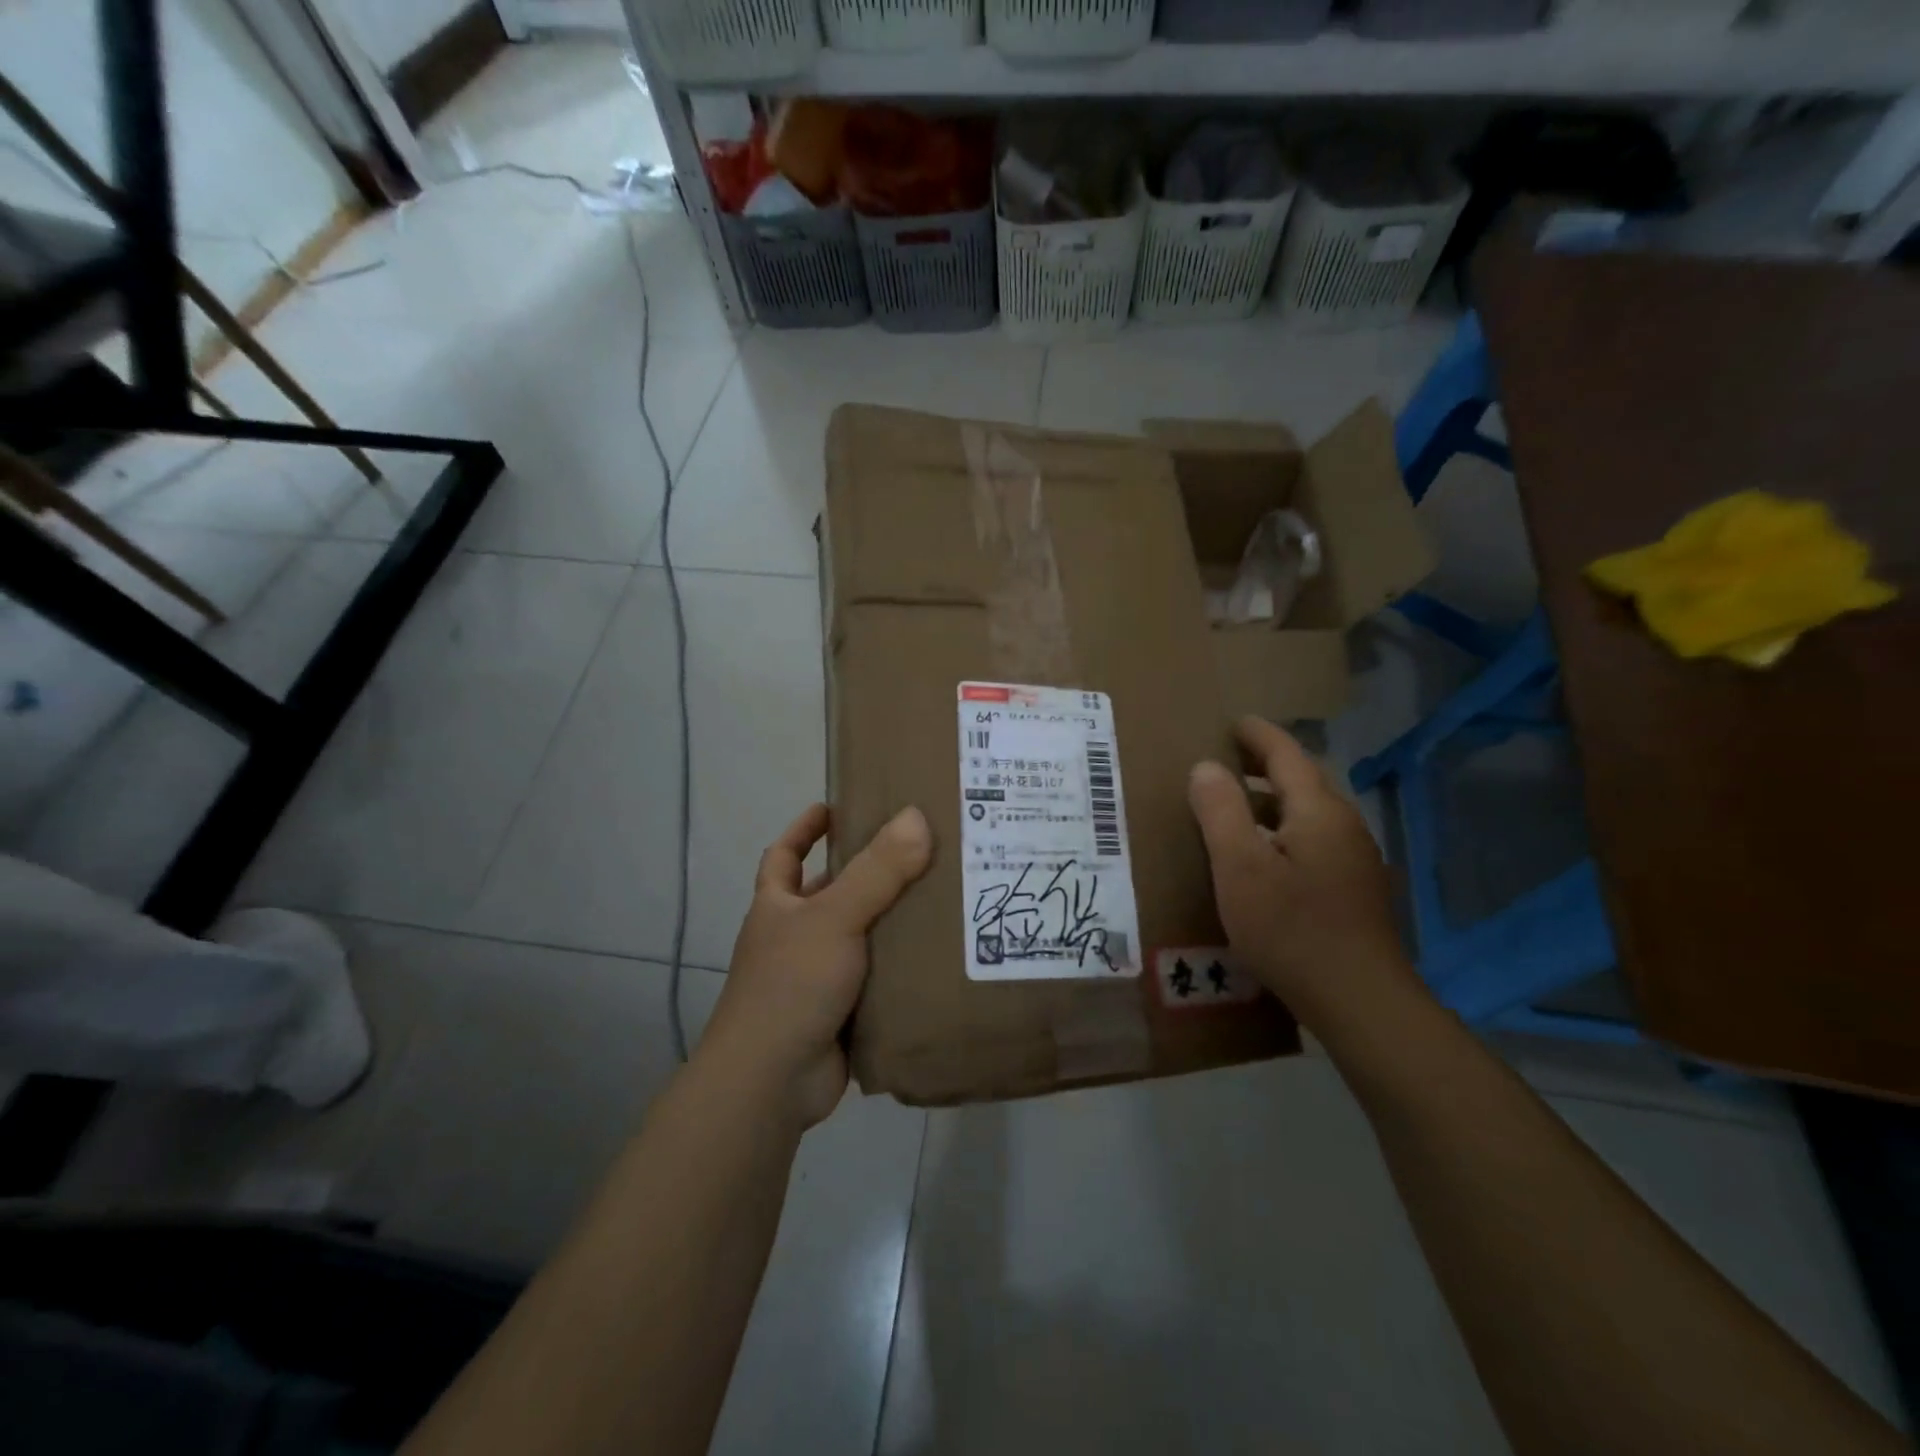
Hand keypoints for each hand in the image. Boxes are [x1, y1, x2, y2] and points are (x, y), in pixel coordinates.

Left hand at [701, 803, 932, 1129]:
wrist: (771, 1083)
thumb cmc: (791, 985)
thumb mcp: (834, 917)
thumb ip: (877, 870)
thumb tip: (917, 816)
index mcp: (779, 907)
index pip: (785, 855)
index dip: (805, 829)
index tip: (835, 807)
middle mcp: (794, 938)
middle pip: (832, 894)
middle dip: (868, 874)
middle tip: (920, 852)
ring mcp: (818, 978)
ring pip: (861, 937)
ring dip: (893, 922)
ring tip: (944, 897)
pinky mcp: (843, 1013)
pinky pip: (878, 980)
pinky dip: (902, 969)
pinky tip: (940, 956)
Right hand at [1188, 717, 1412, 1020]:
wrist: (1361, 1003)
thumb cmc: (1292, 929)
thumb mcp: (1240, 867)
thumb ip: (1220, 811)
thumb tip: (1206, 766)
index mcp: (1318, 812)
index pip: (1286, 755)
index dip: (1257, 735)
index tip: (1233, 721)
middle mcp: (1344, 826)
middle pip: (1303, 781)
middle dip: (1265, 765)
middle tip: (1225, 761)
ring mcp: (1355, 860)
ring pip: (1309, 814)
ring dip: (1273, 802)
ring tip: (1236, 808)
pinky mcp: (1355, 890)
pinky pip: (1314, 841)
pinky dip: (1284, 832)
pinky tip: (1264, 858)